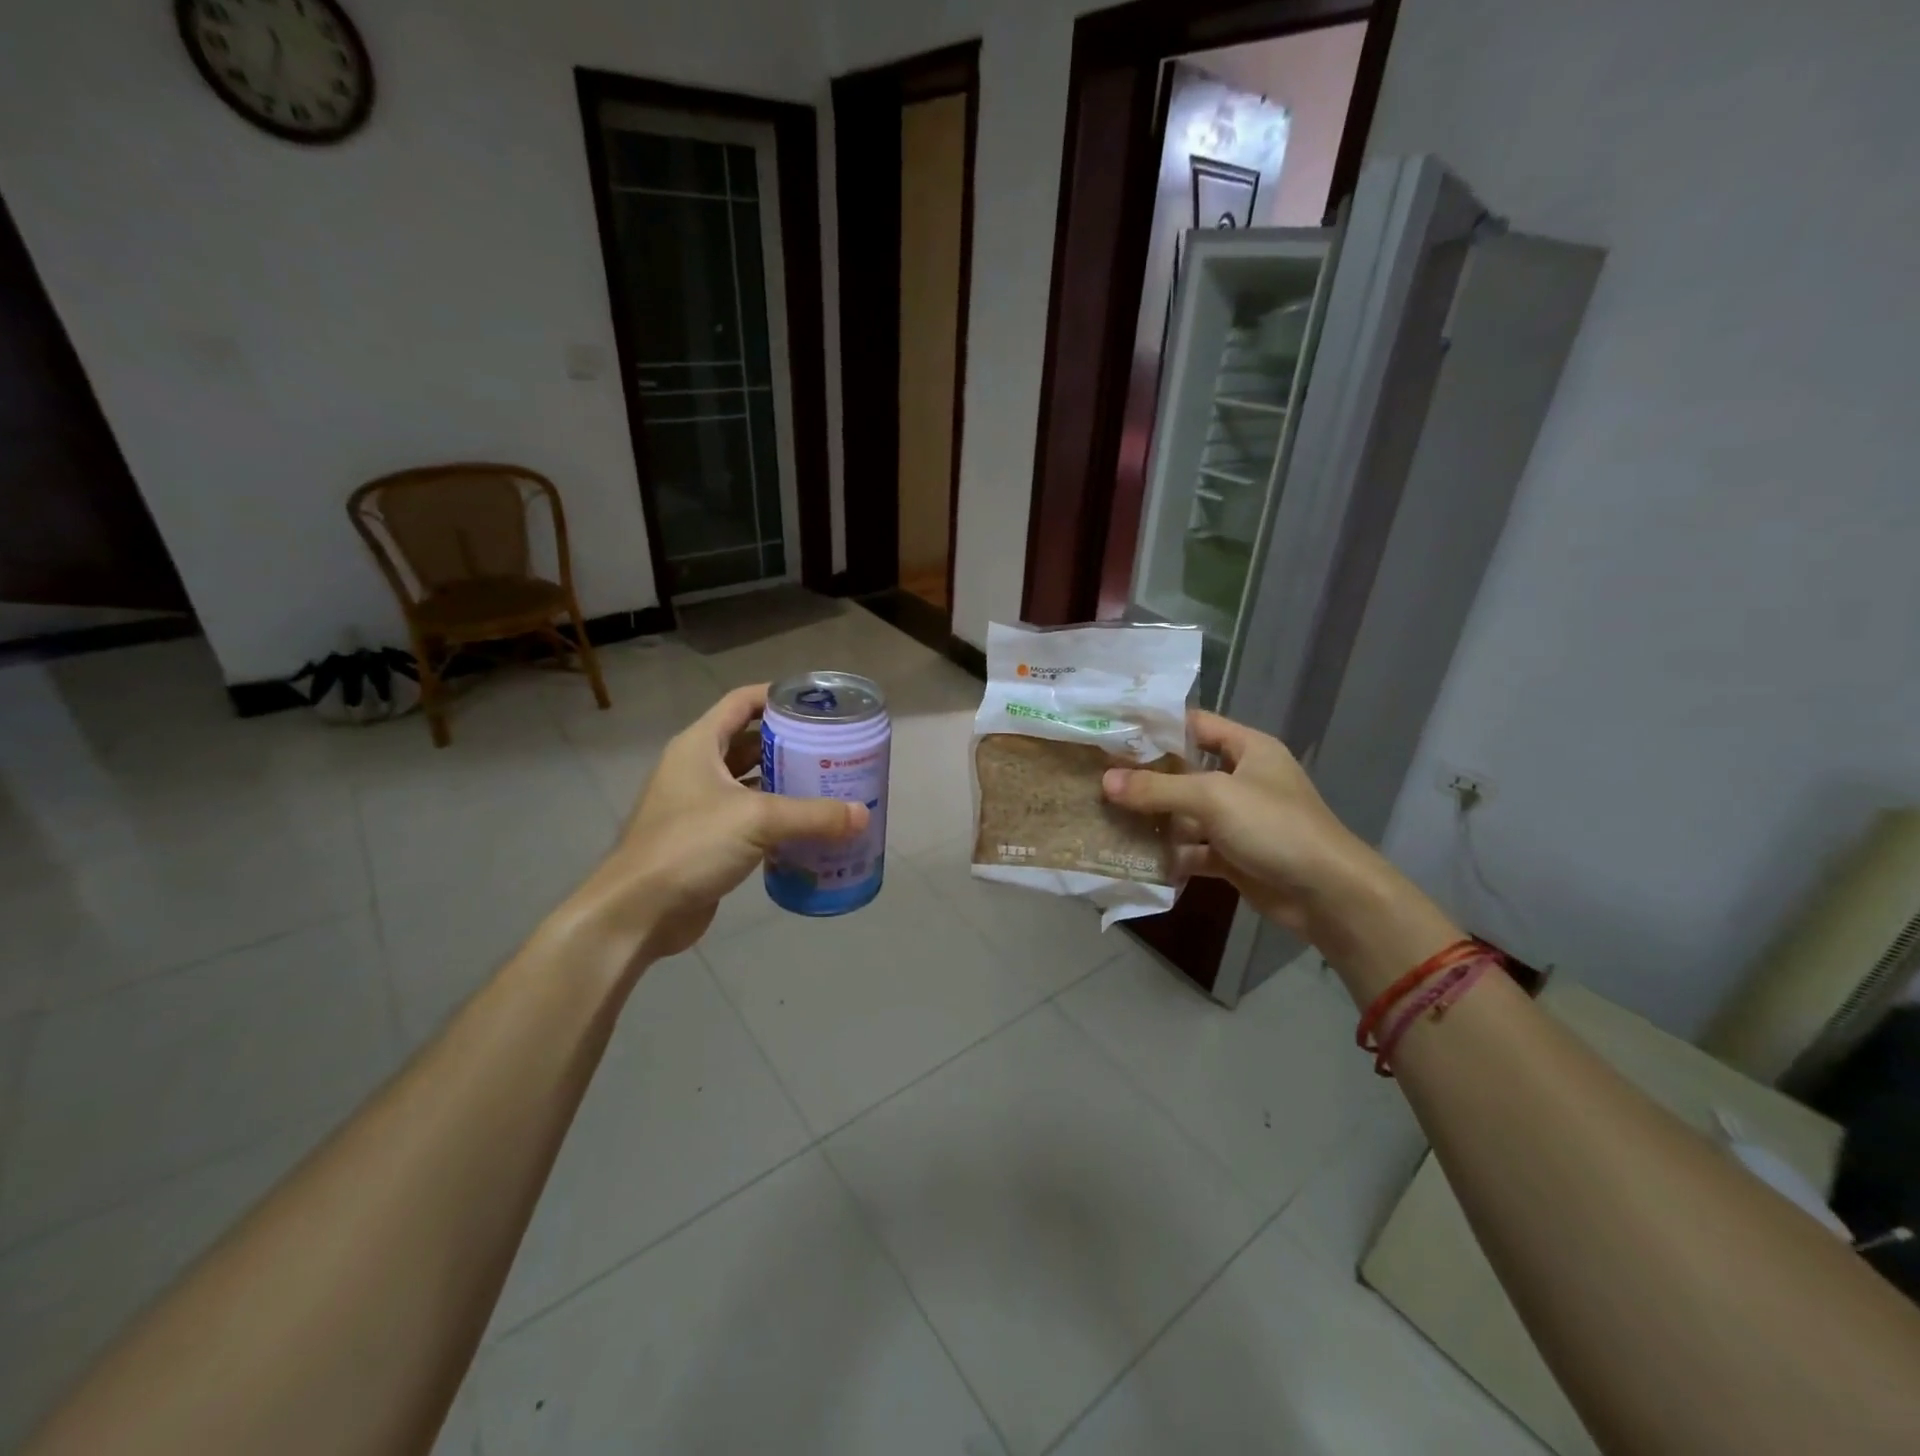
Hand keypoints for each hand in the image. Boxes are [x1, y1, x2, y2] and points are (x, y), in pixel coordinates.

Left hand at [557, 684, 868, 969]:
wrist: (639, 911)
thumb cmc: (690, 846)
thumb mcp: (757, 820)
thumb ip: (813, 815)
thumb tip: (863, 815)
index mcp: (699, 746)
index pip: (741, 702)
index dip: (777, 696)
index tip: (816, 705)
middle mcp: (697, 768)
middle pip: (750, 742)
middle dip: (790, 744)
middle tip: (833, 749)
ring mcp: (699, 805)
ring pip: (750, 782)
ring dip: (784, 783)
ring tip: (828, 785)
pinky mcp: (706, 839)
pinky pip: (748, 818)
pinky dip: (776, 818)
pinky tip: (807, 828)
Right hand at [1101, 711, 1373, 937]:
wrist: (1328, 894)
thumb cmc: (1274, 826)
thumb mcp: (1213, 797)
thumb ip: (1158, 788)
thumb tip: (1105, 782)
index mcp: (1249, 749)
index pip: (1196, 725)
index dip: (1157, 727)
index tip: (1114, 732)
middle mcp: (1243, 779)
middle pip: (1185, 771)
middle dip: (1146, 778)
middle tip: (1098, 777)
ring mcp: (1238, 820)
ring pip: (1186, 813)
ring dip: (1153, 819)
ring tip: (1106, 818)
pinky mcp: (1234, 856)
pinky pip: (1193, 849)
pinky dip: (1170, 855)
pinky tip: (1135, 858)